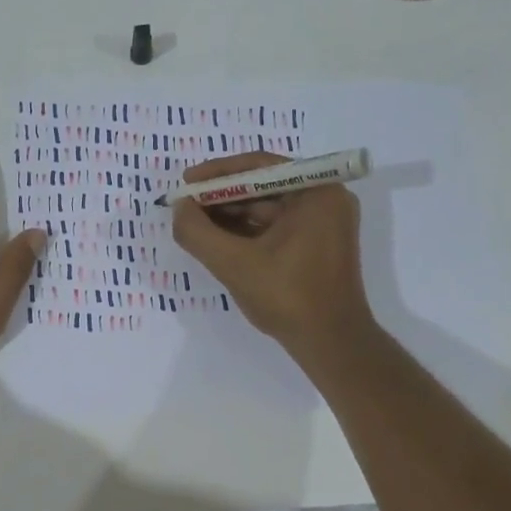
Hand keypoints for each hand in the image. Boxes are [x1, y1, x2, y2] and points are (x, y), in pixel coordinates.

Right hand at [171, 152, 373, 354]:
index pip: (260, 166)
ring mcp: (323, 225)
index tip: (186, 183)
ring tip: (194, 225)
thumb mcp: (234, 264)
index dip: (218, 173)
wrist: (331, 344)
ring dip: (230, 216)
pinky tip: (217, 241)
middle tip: (185, 206)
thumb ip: (198, 232)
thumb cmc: (288, 297)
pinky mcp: (316, 247)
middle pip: (263, 186)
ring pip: (267, 210)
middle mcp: (325, 200)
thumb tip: (178, 208)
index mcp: (317, 192)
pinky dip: (247, 233)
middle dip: (222, 197)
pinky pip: (275, 229)